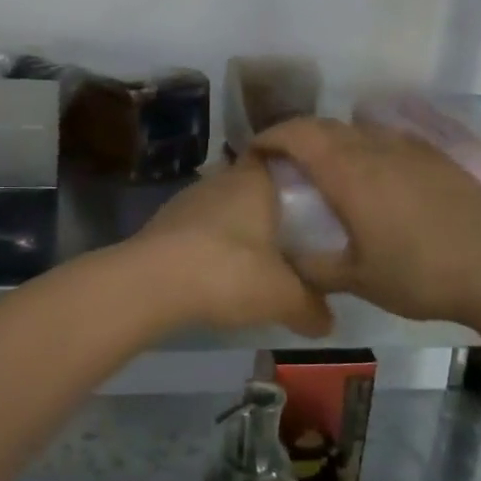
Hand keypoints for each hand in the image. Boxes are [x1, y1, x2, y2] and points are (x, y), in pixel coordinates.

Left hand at [132, 159, 334, 337]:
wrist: (151, 284)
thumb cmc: (229, 271)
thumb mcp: (283, 296)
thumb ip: (311, 307)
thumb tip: (329, 322)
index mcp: (254, 180)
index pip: (280, 158)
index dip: (297, 174)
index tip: (314, 197)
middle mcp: (220, 180)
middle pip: (252, 185)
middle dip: (269, 208)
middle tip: (293, 236)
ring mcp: (186, 200)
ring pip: (223, 208)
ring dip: (237, 228)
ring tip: (257, 258)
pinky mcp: (162, 225)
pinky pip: (198, 229)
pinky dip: (210, 245)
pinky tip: (218, 272)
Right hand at [254, 117, 480, 325]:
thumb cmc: (419, 273)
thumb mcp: (357, 279)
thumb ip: (313, 267)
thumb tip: (285, 260)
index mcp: (349, 172)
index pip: (298, 135)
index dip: (270, 137)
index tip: (253, 153)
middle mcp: (375, 148)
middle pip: (325, 126)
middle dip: (297, 136)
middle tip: (283, 162)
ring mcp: (409, 147)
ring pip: (358, 130)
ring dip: (332, 140)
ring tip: (324, 168)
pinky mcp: (435, 155)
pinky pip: (387, 139)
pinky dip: (365, 146)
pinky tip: (372, 174)